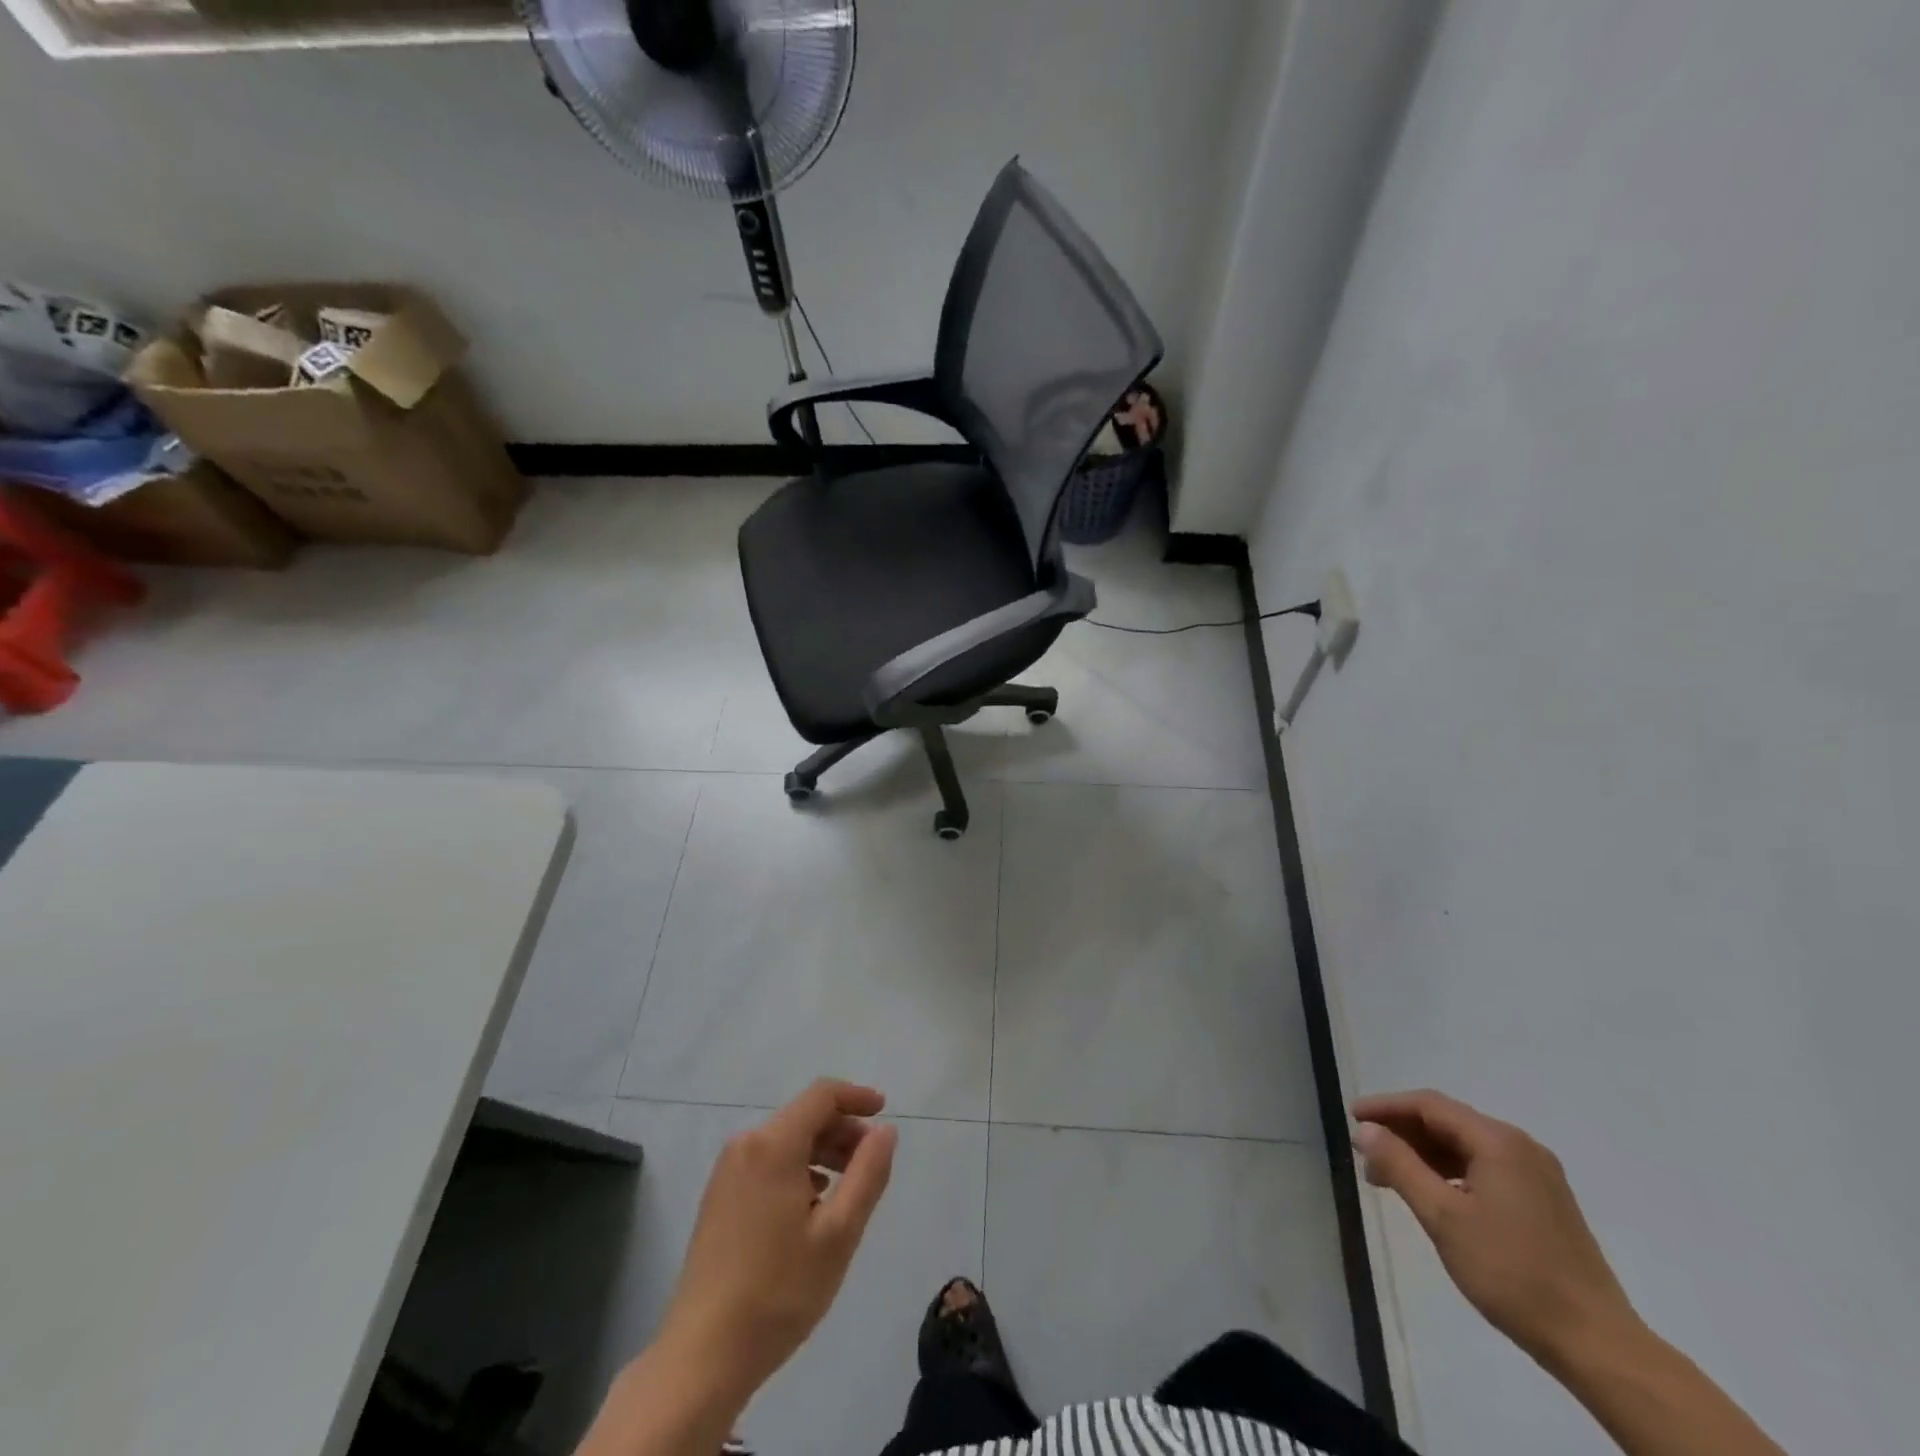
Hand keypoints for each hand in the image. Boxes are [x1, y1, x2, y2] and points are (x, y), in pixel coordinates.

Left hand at [658, 1079, 897, 1401]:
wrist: (702, 1356)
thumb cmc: (779, 1291)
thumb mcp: (839, 1233)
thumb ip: (868, 1174)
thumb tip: (885, 1130)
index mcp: (774, 1144)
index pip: (822, 1095)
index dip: (856, 1096)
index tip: (884, 1112)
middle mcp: (746, 1145)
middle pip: (804, 1116)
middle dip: (842, 1129)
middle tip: (872, 1162)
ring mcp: (727, 1172)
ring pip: (786, 1140)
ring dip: (822, 1151)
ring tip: (848, 1188)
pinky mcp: (719, 1198)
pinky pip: (767, 1162)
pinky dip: (798, 1168)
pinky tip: (812, 1205)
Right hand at [1352, 1089, 1638, 1369]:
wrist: (1598, 1345)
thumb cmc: (1513, 1274)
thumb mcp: (1443, 1217)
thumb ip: (1400, 1165)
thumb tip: (1365, 1129)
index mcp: (1499, 1142)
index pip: (1429, 1105)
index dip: (1386, 1107)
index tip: (1350, 1118)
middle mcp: (1521, 1147)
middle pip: (1448, 1122)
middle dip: (1403, 1132)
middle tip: (1366, 1153)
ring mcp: (1537, 1175)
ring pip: (1465, 1146)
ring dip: (1424, 1154)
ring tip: (1389, 1177)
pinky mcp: (1545, 1201)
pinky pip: (1484, 1168)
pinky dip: (1450, 1172)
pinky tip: (1432, 1194)